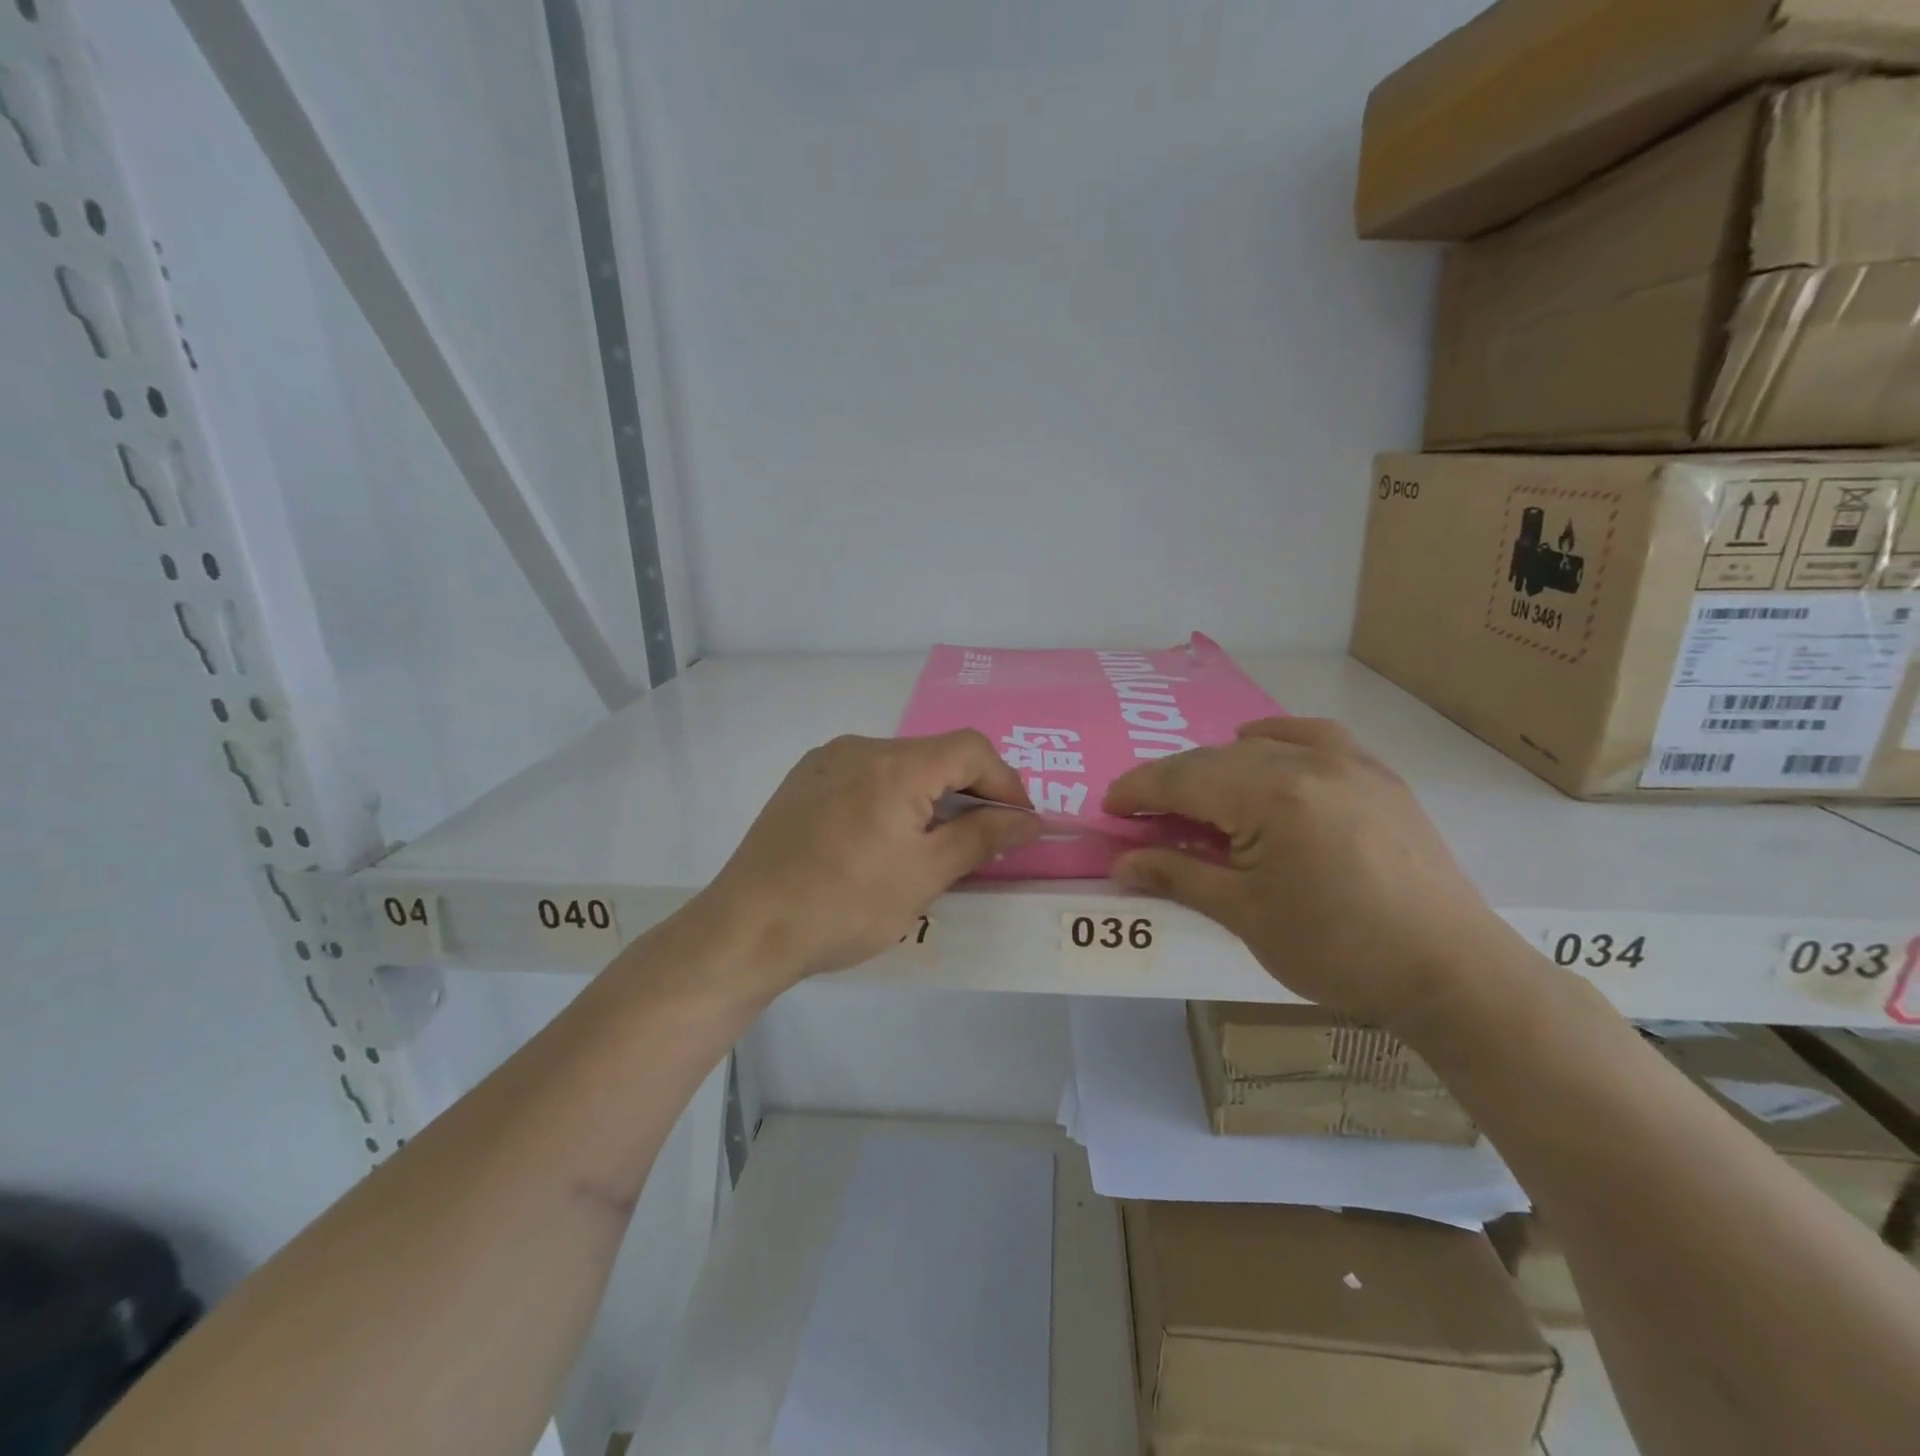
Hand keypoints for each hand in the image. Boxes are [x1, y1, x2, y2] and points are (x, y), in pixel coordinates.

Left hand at [697, 731, 1040, 991]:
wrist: (746, 929)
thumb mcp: (924, 876)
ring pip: (898, 765)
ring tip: (935, 844)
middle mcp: (859, 748)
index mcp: (894, 764)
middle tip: (984, 837)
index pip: (971, 749)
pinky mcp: (802, 782)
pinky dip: (891, 798)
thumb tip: (1029, 820)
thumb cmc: (845, 905)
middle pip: (934, 754)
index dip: (1005, 781)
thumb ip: (982, 838)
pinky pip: (864, 776)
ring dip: (929, 795)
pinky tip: (884, 839)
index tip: (1020, 822)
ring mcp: (825, 762)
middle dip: (969, 791)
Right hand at [1103, 718, 1510, 1028]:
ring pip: (1257, 748)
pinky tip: (1259, 750)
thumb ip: (1178, 876)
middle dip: (1169, 783)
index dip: (1137, 791)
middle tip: (1142, 815)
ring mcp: (1347, 762)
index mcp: (1270, 796)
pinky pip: (1311, 736)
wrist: (1450, 972)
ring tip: (1195, 800)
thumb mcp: (1245, 916)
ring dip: (1214, 768)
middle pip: (1213, 760)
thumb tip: (1121, 862)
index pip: (1182, 779)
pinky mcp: (1376, 773)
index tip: (1107, 808)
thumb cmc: (1338, 950)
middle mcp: (1306, 762)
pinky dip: (1274, 741)